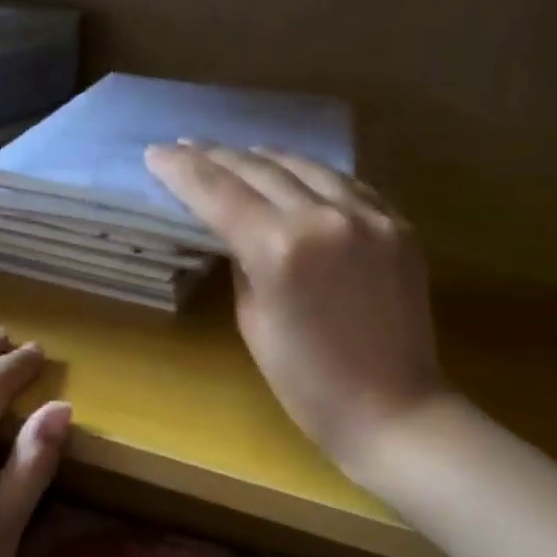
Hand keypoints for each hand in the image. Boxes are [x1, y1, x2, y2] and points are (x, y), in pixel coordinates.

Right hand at [144, 143, 450, 476]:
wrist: (394, 409)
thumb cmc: (309, 386)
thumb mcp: (255, 324)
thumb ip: (243, 265)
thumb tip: (238, 232)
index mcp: (281, 249)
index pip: (219, 192)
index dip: (182, 170)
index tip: (156, 153)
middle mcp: (326, 217)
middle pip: (262, 168)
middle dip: (219, 157)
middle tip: (189, 148)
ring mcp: (371, 215)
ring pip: (309, 166)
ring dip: (268, 158)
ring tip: (241, 156)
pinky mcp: (400, 225)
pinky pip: (348, 185)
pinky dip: (315, 178)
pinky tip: (300, 179)